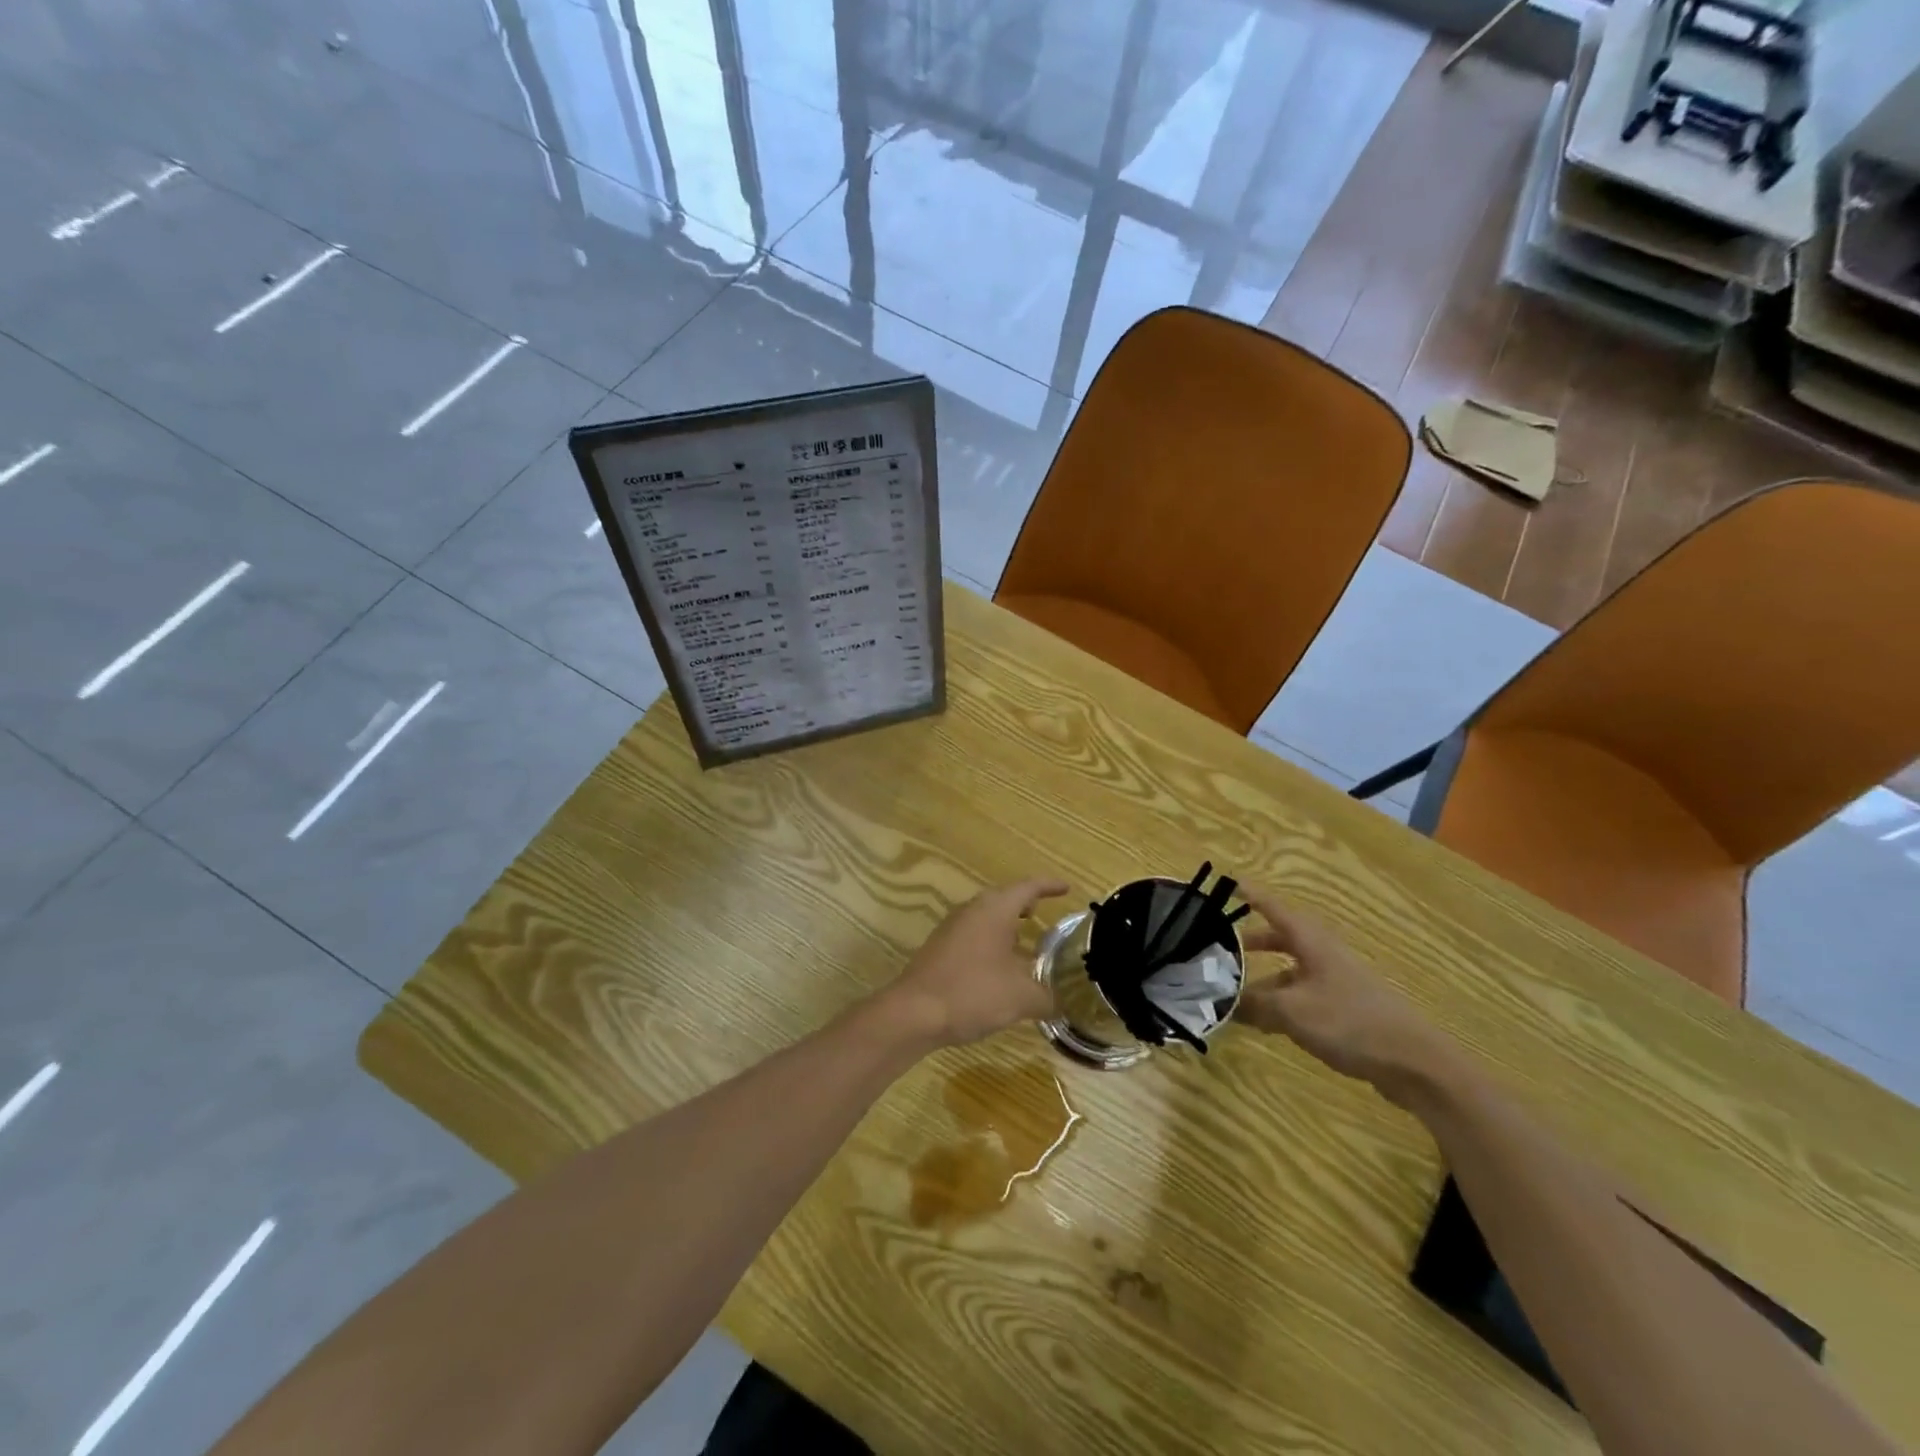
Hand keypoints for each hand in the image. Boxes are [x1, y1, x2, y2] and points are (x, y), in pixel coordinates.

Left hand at [882, 878, 1070, 1047]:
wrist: (914, 1012)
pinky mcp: (940, 948)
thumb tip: (1061, 1002)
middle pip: (1004, 898)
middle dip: (1025, 904)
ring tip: (1025, 942)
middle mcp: (972, 910)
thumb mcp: (1021, 998)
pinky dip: (990, 942)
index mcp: (995, 910)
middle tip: (1044, 912)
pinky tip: (998, 967)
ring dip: (1006, 925)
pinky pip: (973, 935)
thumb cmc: (973, 992)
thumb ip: (1047, 997)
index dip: (1049, 886)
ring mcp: (952, 928)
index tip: (1066, 888)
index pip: (1028, 887)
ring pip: (986, 917)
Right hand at [1235, 886, 1455, 1103]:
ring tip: (1235, 998)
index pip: (1274, 908)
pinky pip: (1302, 996)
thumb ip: (1254, 1004)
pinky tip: (1266, 1026)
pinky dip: (1281, 1004)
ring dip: (1263, 981)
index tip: (1228, 882)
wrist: (1414, 1063)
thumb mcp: (1292, 1011)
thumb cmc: (1349, 1022)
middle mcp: (1323, 955)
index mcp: (1311, 942)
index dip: (1250, 895)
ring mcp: (1336, 982)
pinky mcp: (1345, 1009)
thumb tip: (1223, 1001)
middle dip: (1252, 942)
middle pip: (1281, 939)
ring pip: (1290, 972)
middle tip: (1222, 948)